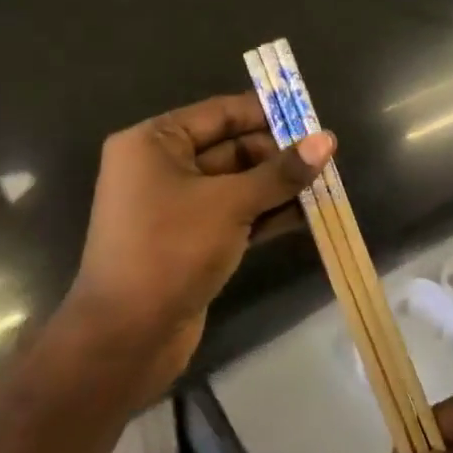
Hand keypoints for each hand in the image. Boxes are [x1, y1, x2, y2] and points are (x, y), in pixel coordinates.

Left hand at [67, 93, 332, 394]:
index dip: (267, 114)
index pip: (220, 113)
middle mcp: (161, 167)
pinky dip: (266, 214)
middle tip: (325, 159)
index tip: (312, 120)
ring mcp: (175, 206)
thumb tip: (327, 140)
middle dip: (278, 155)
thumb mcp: (230, 204)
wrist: (125, 339)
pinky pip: (234, 214)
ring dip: (278, 186)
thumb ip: (280, 172)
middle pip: (231, 148)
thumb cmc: (170, 251)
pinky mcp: (190, 240)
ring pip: (237, 184)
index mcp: (154, 143)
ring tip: (326, 186)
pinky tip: (307, 216)